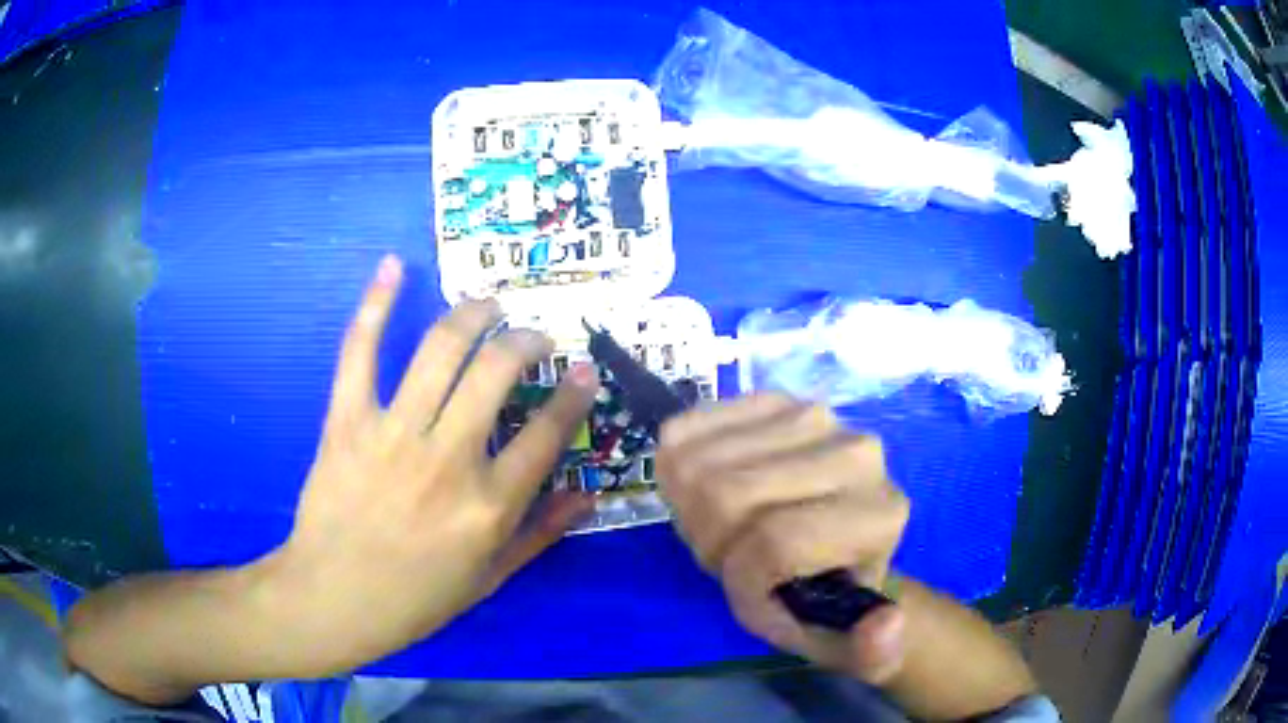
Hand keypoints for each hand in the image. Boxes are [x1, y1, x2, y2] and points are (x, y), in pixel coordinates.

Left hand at [258, 255, 598, 671]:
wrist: (333, 598)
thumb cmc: (415, 598)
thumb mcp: (489, 578)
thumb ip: (540, 534)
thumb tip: (588, 496)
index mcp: (487, 505)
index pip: (547, 435)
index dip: (573, 396)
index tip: (583, 370)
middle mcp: (446, 460)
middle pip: (497, 373)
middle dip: (525, 341)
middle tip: (533, 337)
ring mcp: (392, 435)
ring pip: (440, 350)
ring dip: (472, 315)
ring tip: (488, 306)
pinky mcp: (347, 421)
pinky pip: (360, 352)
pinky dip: (375, 305)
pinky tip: (393, 267)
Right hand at [657, 395, 909, 683]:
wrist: (836, 539)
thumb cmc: (832, 598)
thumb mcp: (847, 646)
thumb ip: (869, 652)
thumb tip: (884, 625)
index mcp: (879, 515)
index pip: (775, 543)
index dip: (741, 577)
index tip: (754, 590)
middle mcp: (856, 452)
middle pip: (726, 494)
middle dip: (708, 540)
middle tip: (729, 555)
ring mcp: (813, 415)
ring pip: (699, 462)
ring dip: (689, 506)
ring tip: (723, 524)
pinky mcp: (774, 398)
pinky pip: (687, 427)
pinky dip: (676, 465)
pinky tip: (709, 485)